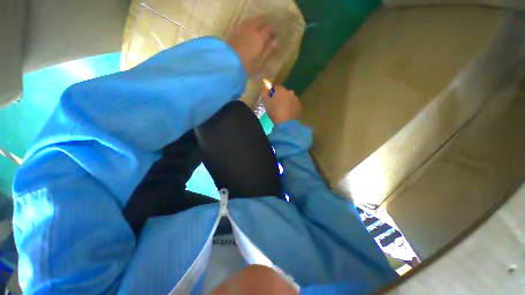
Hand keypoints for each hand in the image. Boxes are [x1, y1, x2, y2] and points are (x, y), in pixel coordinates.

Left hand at [226, 16, 277, 76]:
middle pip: (261, 20)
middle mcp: (252, 29)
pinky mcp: (234, 31)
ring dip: (257, 23)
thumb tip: (275, 43)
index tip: (274, 37)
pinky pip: (244, 23)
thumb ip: (268, 52)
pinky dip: (249, 24)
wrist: (229, 64)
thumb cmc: (247, 66)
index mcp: (260, 37)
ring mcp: (242, 29)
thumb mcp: (260, 63)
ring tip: (258, 31)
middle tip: (267, 32)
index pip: (269, 28)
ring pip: (252, 20)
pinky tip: (249, 31)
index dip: (273, 31)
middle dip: (266, 25)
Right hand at [262, 85, 301, 123]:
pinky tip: (288, 113)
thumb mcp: (265, 102)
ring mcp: (296, 99)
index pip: (276, 87)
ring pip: (290, 98)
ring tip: (283, 110)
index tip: (270, 97)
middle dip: (280, 97)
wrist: (286, 123)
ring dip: (287, 102)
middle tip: (276, 104)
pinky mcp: (300, 106)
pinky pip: (294, 105)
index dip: (273, 91)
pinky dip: (291, 107)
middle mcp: (290, 92)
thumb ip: (264, 94)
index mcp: (281, 90)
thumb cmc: (274, 111)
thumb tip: (265, 90)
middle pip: (284, 92)